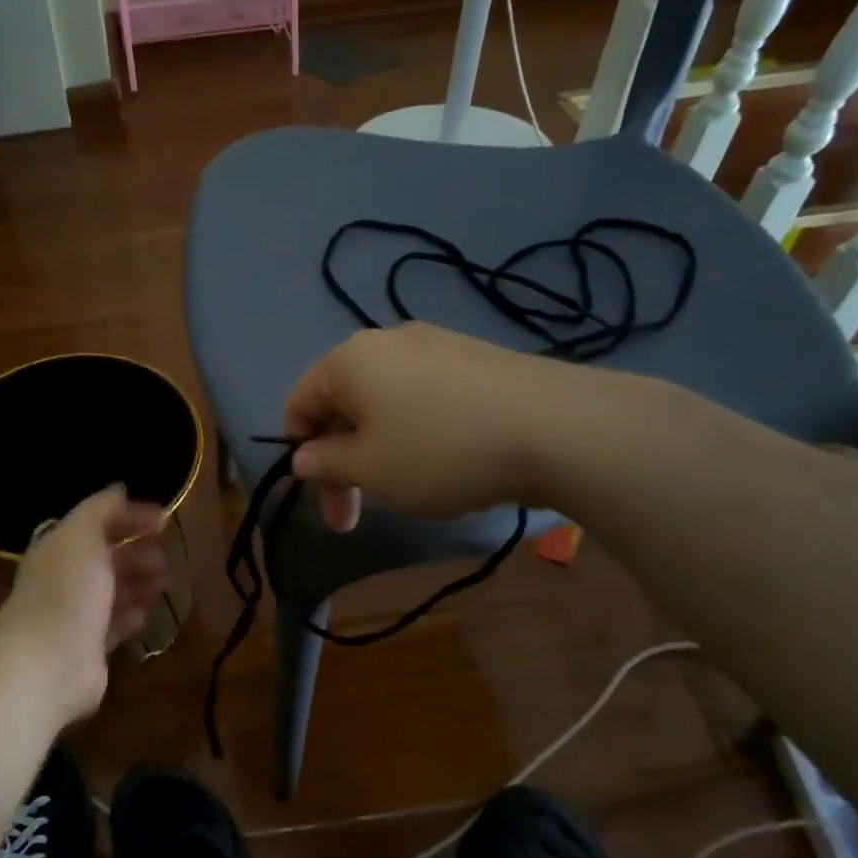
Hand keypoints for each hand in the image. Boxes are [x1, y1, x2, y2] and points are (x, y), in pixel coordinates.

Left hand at [0, 485, 167, 722]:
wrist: (49, 661)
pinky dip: (130, 618)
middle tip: (165, 557)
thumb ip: (101, 509)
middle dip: (137, 553)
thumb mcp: (82, 534)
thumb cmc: (67, 588)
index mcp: (60, 547)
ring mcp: (76, 616)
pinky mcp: (89, 649)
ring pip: (113, 593)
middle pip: (106, 559)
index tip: (166, 519)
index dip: (131, 517)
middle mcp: (66, 579)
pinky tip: (146, 615)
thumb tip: (119, 489)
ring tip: (163, 583)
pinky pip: (114, 627)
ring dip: (138, 584)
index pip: (98, 524)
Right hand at [283, 323, 631, 529]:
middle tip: (355, 516)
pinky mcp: (476, 358)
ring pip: (385, 402)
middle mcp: (387, 341)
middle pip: (343, 404)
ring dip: (379, 450)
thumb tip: (304, 457)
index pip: (299, 404)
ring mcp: (436, 344)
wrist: (558, 428)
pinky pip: (425, 397)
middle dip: (341, 461)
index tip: (323, 498)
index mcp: (348, 360)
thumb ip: (325, 463)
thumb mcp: (370, 469)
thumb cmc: (440, 451)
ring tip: (408, 489)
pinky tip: (448, 462)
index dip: (300, 454)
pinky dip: (418, 432)